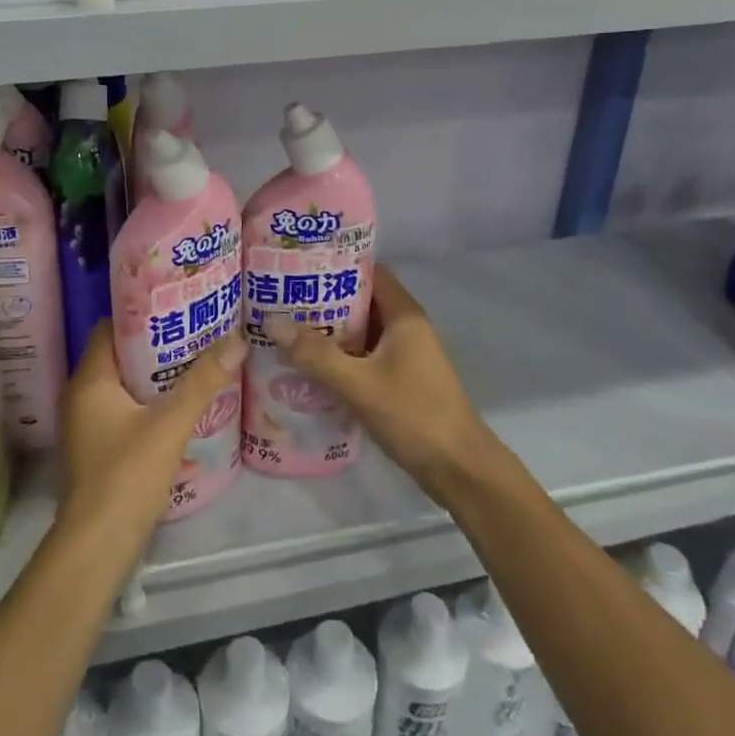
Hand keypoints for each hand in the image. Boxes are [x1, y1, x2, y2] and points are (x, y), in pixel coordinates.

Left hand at [58, 321, 246, 540]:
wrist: (97, 546)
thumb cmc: (127, 475)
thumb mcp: (170, 424)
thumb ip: (202, 381)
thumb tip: (236, 338)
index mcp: (90, 379)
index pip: (110, 327)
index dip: (142, 316)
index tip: (177, 310)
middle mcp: (81, 394)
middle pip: (118, 354)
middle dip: (155, 345)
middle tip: (195, 335)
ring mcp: (86, 423)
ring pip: (122, 384)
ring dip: (154, 375)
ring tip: (194, 365)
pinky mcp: (96, 446)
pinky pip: (122, 408)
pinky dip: (147, 401)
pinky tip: (178, 406)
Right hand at [270, 266, 499, 505]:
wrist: (460, 470)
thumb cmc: (414, 415)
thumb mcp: (359, 384)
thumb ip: (316, 355)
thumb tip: (273, 324)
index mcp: (404, 315)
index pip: (369, 272)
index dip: (336, 265)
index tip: (299, 266)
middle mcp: (406, 328)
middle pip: (361, 301)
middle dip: (324, 300)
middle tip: (282, 300)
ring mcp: (405, 355)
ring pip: (361, 331)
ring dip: (329, 331)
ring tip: (287, 330)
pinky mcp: (401, 380)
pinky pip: (364, 356)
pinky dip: (340, 356)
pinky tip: (309, 366)